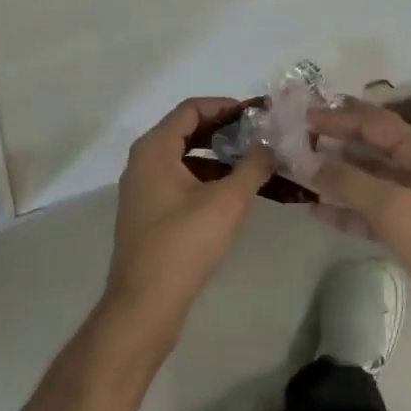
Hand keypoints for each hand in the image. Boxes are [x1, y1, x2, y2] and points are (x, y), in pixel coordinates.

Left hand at [103, 98, 275, 337]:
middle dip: (223, 130)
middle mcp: (143, 161)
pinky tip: (231, 193)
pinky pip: (178, 180)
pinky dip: (205, 178)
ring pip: (183, 157)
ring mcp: (142, 188)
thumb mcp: (228, 201)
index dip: (225, 106)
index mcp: (154, 148)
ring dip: (217, 156)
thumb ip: (253, 166)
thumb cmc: (184, 243)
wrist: (145, 304)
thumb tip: (268, 145)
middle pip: (186, 130)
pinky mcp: (147, 212)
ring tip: (252, 164)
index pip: (191, 109)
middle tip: (258, 136)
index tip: (256, 114)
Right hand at [309, 100, 410, 371]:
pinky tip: (318, 210)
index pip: (376, 123)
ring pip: (371, 179)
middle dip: (338, 142)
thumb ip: (349, 180)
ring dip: (339, 175)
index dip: (339, 118)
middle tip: (299, 138)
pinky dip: (349, 209)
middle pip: (374, 146)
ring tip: (302, 171)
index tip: (304, 115)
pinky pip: (373, 211)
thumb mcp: (393, 206)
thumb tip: (311, 162)